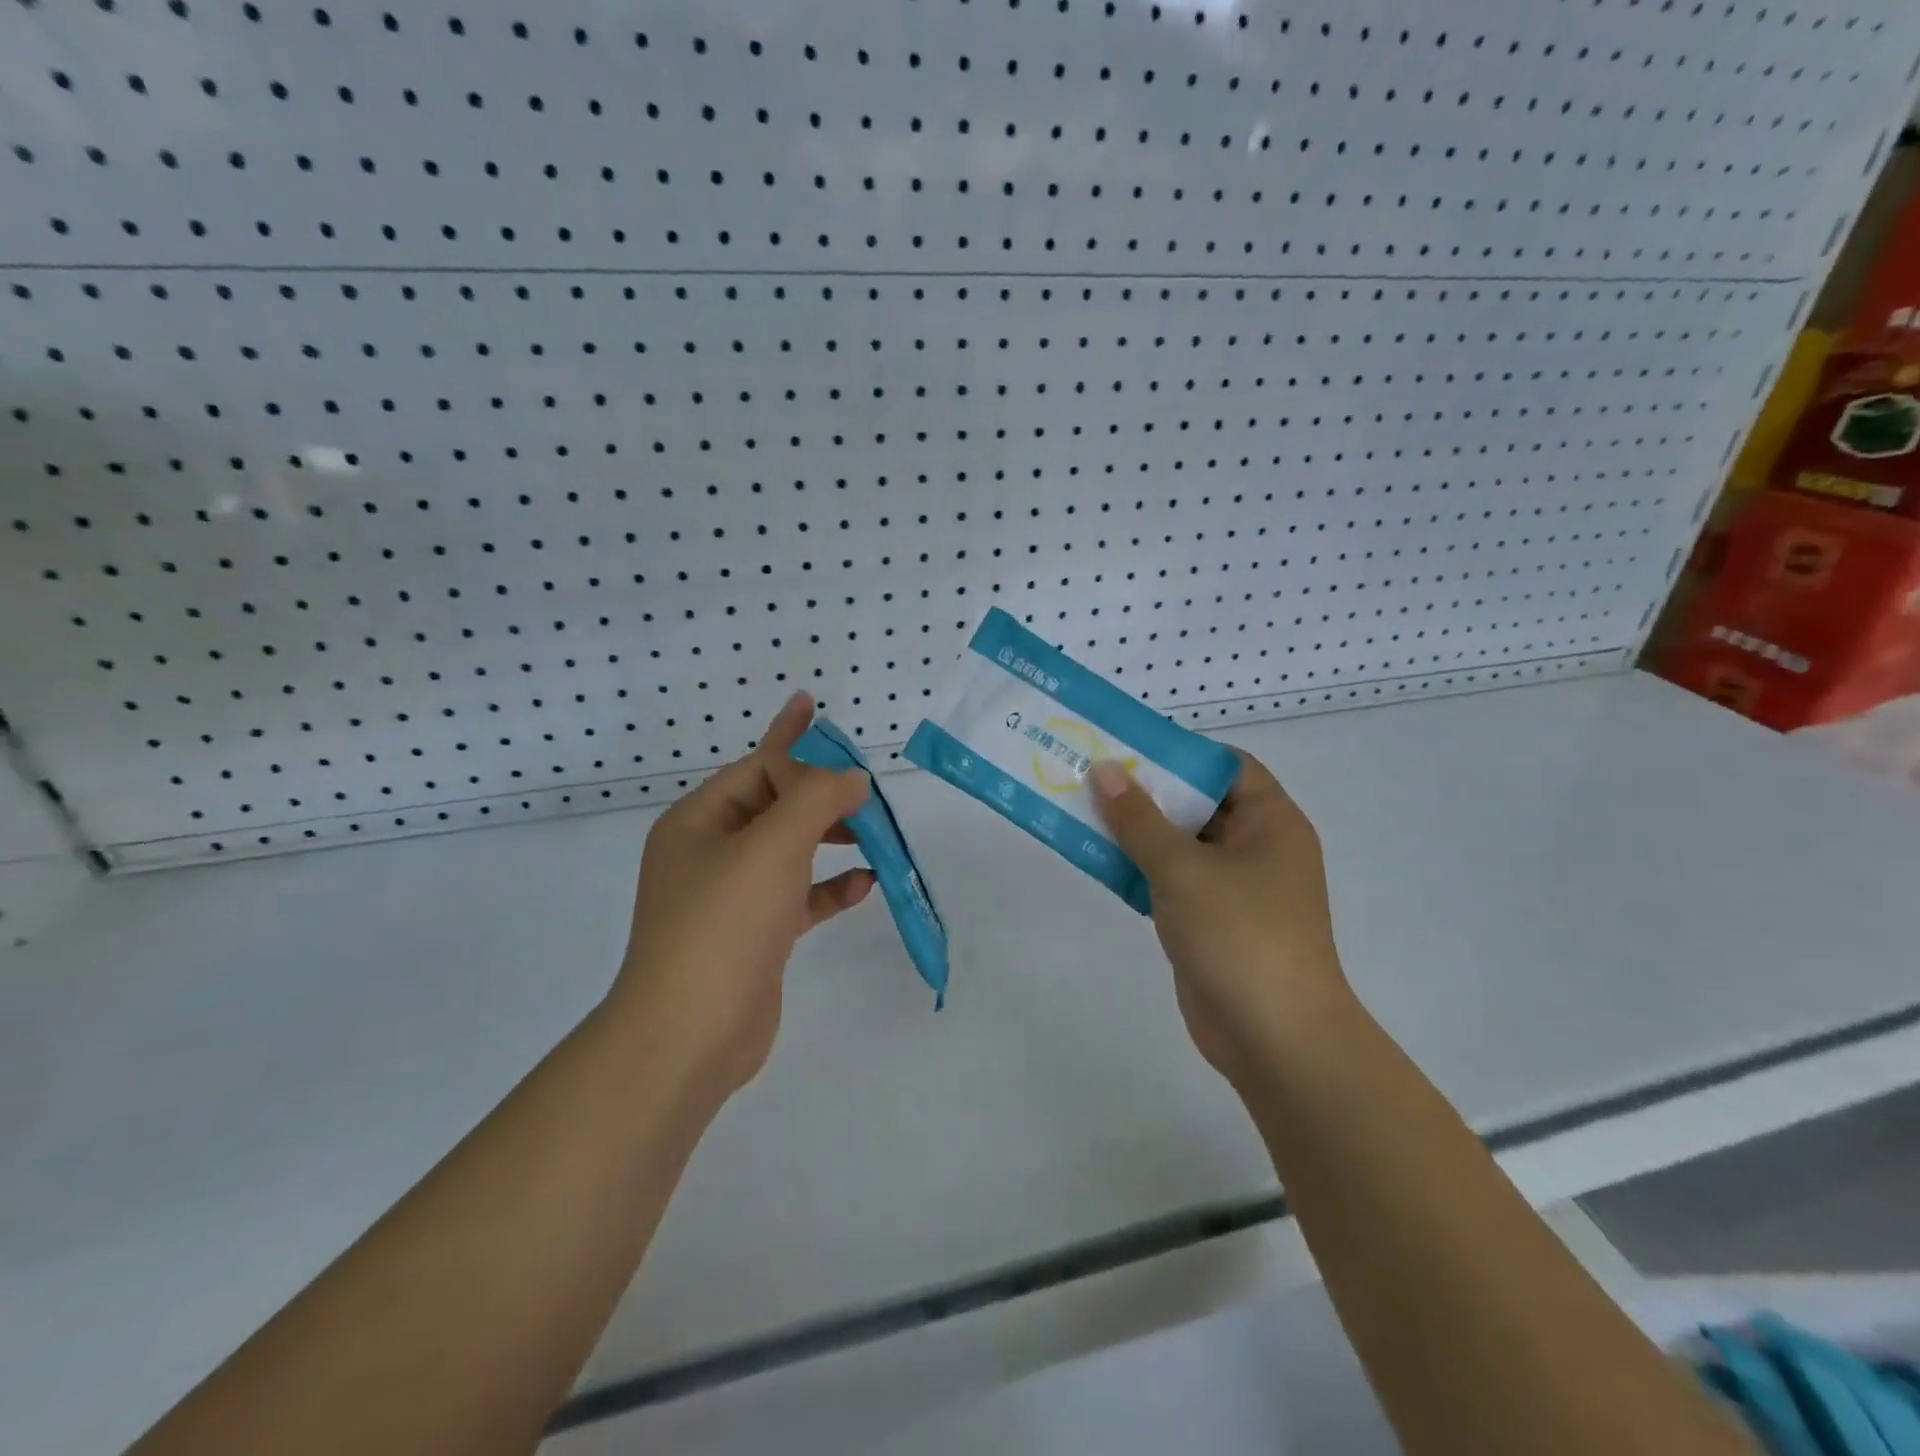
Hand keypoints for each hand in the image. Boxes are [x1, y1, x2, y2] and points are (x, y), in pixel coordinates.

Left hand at [614, 693, 875, 1099]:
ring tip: (875, 832)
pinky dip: (830, 887)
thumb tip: (853, 777)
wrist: (689, 1035)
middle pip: (775, 805)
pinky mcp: (756, 935)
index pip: (758, 767)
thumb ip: (817, 798)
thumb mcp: (772, 846)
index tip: (851, 766)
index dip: (804, 755)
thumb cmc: (725, 924)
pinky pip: (799, 896)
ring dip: (832, 838)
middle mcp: (711, 852)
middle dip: (822, 794)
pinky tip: (865, 884)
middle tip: (867, 791)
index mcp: (699, 820)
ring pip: (790, 850)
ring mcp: (733, 896)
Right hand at [1089, 752, 1353, 1090]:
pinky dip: (1140, 869)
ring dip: (1137, 832)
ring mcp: (1235, 888)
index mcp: (1271, 822)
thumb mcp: (1182, 868)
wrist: (1274, 1039)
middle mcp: (1257, 848)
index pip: (1228, 766)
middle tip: (1093, 777)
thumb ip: (1139, 818)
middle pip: (1198, 803)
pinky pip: (1172, 881)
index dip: (1182, 753)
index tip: (1131, 749)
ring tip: (1083, 811)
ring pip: (1180, 845)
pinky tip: (1098, 861)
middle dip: (1147, 792)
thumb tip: (1105, 769)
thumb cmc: (1239, 935)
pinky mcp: (1212, 921)